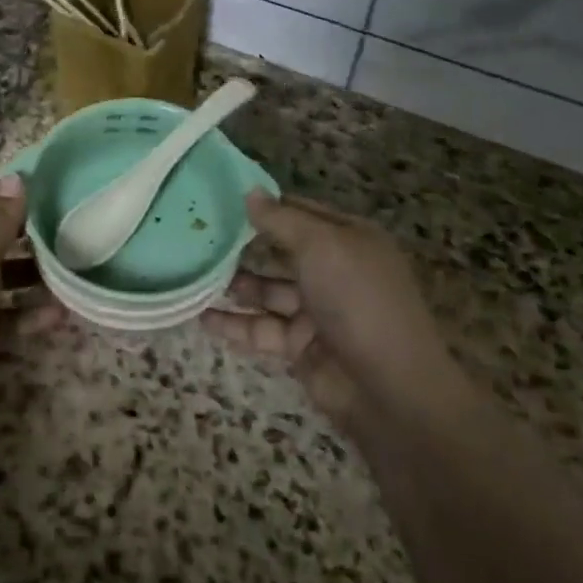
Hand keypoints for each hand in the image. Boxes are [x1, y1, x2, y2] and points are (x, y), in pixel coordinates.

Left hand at [0, 175, 61, 405]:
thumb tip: (14, 176)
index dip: (16, 189)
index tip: (57, 188)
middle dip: (33, 234)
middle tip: (76, 234)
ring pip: (5, 277)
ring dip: (36, 277)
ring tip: (74, 276)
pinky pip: (5, 317)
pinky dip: (28, 315)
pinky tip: (59, 317)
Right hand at [203, 192, 461, 431]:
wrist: (389, 390)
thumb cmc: (358, 300)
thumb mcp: (321, 246)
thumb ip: (281, 219)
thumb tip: (249, 192)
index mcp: (349, 239)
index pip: (300, 212)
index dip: (265, 205)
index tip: (221, 197)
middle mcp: (333, 271)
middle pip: (280, 251)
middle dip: (243, 245)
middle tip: (197, 235)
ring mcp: (317, 311)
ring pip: (267, 290)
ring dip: (234, 284)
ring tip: (193, 273)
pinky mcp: (300, 346)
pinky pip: (261, 328)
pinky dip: (233, 324)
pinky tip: (200, 317)